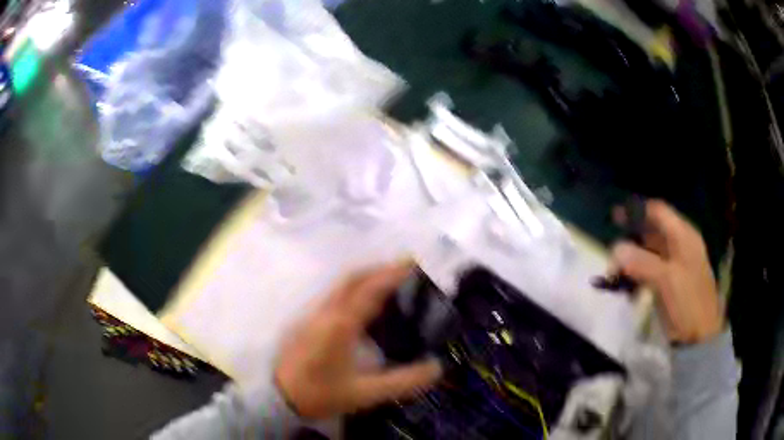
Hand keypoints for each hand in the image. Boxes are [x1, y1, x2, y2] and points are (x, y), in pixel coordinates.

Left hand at [274, 262, 442, 418]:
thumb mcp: (365, 393)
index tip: (412, 263)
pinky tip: (363, 305)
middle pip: (353, 278)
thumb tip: (436, 368)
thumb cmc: (321, 393)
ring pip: (341, 285)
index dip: (392, 273)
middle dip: (378, 269)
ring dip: (365, 277)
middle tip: (403, 270)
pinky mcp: (307, 322)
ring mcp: (314, 315)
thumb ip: (403, 381)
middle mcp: (326, 312)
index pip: (370, 289)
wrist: (279, 397)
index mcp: (341, 324)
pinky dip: (353, 289)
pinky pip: (335, 296)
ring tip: (388, 283)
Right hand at [612, 200, 723, 343]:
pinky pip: (651, 269)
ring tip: (614, 268)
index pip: (658, 211)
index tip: (615, 217)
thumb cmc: (687, 303)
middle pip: (652, 230)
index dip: (637, 211)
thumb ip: (641, 262)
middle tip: (611, 246)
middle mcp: (680, 244)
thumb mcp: (665, 280)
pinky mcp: (671, 281)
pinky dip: (638, 271)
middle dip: (631, 236)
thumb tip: (615, 249)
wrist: (699, 337)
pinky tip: (627, 282)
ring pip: (650, 250)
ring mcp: (676, 263)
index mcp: (683, 235)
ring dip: (633, 256)